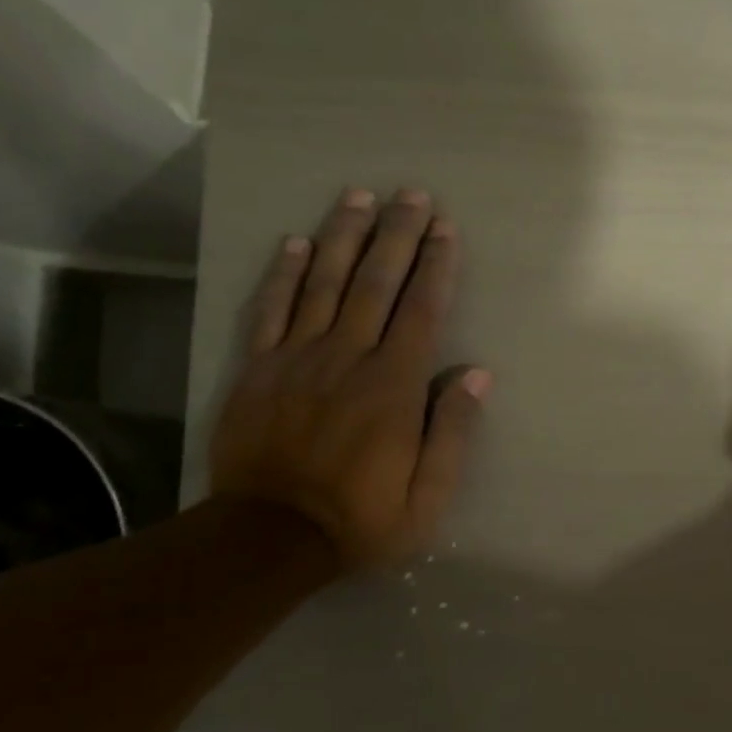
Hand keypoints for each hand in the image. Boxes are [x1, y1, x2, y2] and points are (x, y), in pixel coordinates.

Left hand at [209, 188, 488, 570]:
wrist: (269, 538)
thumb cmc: (361, 520)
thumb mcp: (427, 496)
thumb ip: (452, 432)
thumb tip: (476, 375)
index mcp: (392, 386)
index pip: (421, 310)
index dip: (436, 265)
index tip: (446, 228)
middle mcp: (346, 358)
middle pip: (375, 283)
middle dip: (397, 234)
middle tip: (411, 194)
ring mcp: (296, 358)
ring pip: (322, 283)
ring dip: (343, 236)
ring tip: (359, 197)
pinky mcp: (256, 369)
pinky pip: (270, 310)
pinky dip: (282, 273)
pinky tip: (294, 242)